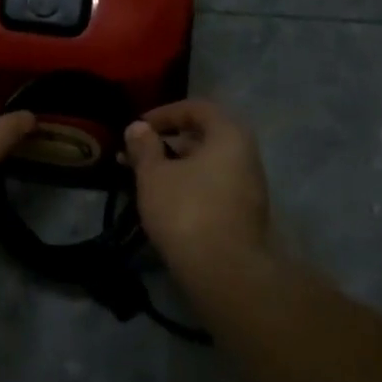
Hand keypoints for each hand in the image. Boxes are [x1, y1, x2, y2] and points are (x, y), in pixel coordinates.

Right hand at [124, 100, 270, 277]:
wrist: (225, 272)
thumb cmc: (187, 210)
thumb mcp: (154, 175)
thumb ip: (144, 147)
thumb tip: (137, 128)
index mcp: (229, 135)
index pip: (197, 108)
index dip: (165, 113)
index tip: (138, 127)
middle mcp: (245, 155)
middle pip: (203, 136)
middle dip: (165, 142)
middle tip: (134, 154)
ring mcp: (248, 187)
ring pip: (205, 164)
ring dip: (172, 166)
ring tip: (140, 178)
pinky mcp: (243, 214)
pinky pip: (211, 186)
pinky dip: (186, 185)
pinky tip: (161, 200)